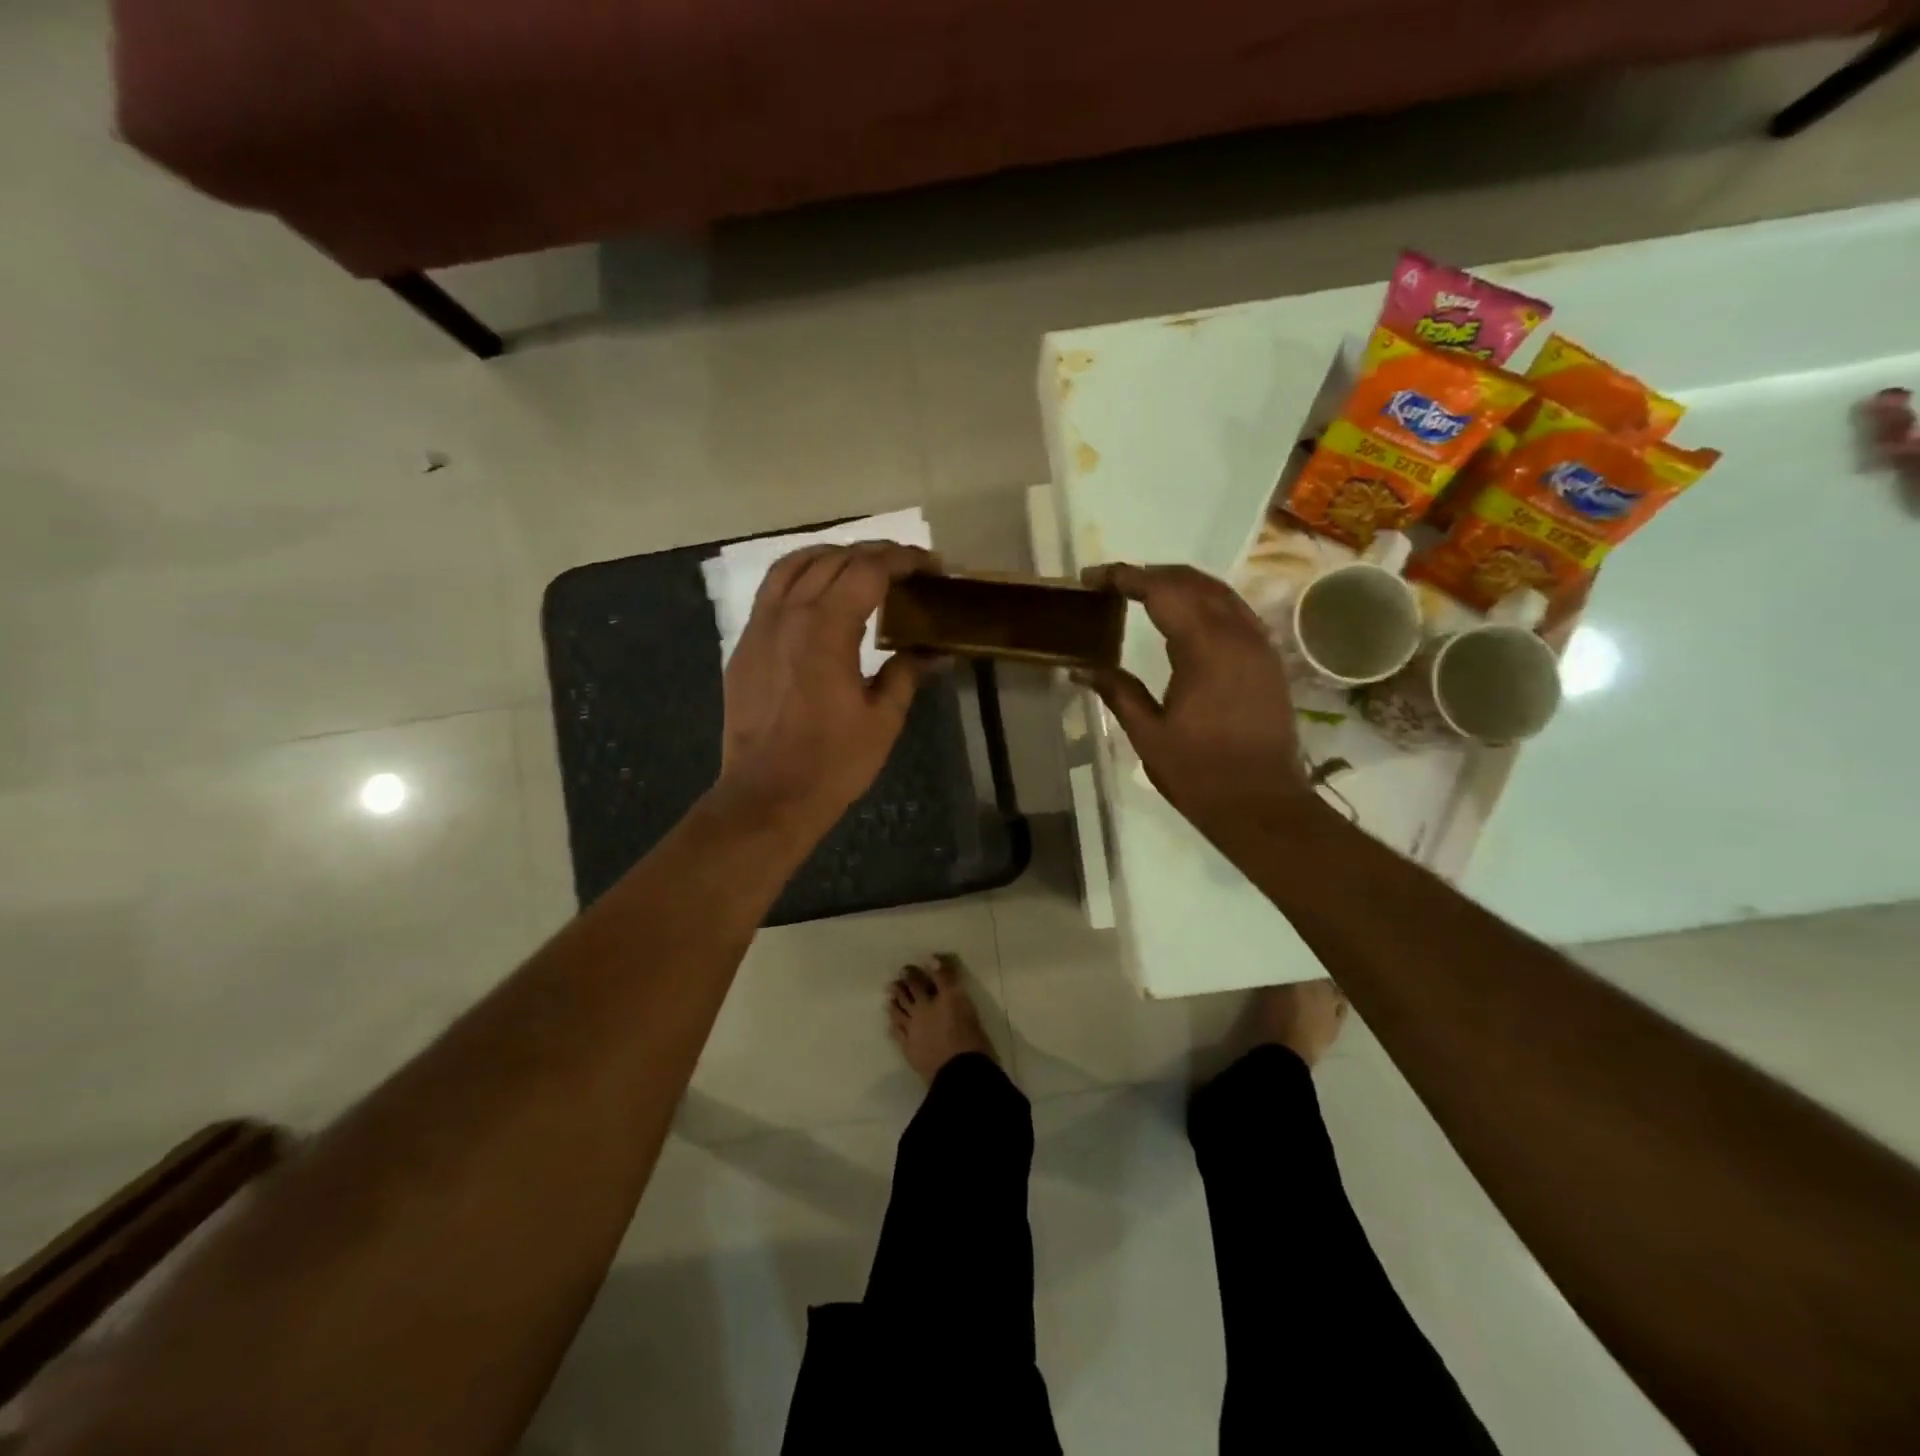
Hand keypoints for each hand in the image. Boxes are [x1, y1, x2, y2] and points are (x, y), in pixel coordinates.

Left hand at [715, 541, 939, 841]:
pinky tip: (817, 595)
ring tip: (860, 567)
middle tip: (906, 568)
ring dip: (831, 556)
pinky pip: (771, 592)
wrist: (766, 796)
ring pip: (792, 565)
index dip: (904, 560)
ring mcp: (759, 628)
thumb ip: (906, 674)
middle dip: (874, 554)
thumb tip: (934, 651)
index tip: (931, 566)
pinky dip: (799, 577)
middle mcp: (789, 615)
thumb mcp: (882, 720)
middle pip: (833, 560)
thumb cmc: (832, 763)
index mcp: (826, 629)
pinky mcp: (744, 646)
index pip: (868, 570)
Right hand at [1074, 563, 1316, 843]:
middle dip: (1152, 574)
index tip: (1093, 578)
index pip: (1162, 591)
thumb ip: (1116, 691)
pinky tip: (1186, 619)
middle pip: (1193, 582)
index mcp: (1205, 648)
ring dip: (1181, 584)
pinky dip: (1206, 603)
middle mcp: (1237, 635)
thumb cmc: (1199, 773)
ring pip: (1220, 593)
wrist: (1262, 804)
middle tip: (1114, 584)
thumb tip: (1080, 667)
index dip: (1126, 577)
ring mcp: (1259, 645)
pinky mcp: (1268, 661)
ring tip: (1145, 593)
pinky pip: (1236, 612)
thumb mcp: (1148, 734)